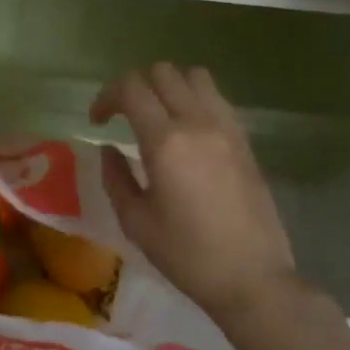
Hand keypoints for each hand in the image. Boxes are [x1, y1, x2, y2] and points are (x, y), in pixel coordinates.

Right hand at [90, 63, 297, 327]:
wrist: (252, 278)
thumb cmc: (187, 255)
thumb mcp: (136, 221)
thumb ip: (116, 177)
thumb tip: (109, 149)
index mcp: (166, 142)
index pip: (131, 88)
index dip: (106, 96)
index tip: (97, 122)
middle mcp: (198, 123)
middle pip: (162, 72)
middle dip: (134, 86)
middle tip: (122, 116)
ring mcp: (227, 128)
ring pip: (194, 76)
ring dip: (168, 85)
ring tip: (157, 115)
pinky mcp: (245, 140)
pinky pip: (217, 98)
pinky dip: (195, 99)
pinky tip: (186, 130)